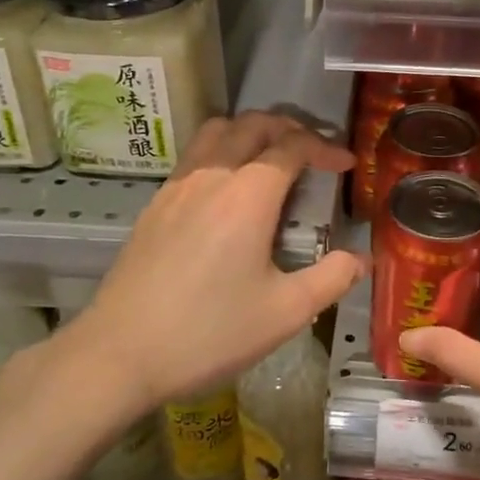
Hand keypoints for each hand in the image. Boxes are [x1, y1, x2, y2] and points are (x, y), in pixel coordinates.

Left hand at [71, 111, 365, 415]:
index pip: (292, 145)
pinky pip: (194, 156)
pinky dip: (222, 152)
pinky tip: (228, 193)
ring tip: (271, 161)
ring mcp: (176, 187)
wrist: (119, 354)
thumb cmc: (209, 333)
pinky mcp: (155, 204)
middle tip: (314, 154)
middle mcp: (211, 176)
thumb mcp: (285, 313)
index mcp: (247, 195)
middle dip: (290, 128)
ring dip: (251, 132)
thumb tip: (360, 260)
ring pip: (217, 131)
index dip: (326, 148)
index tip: (348, 165)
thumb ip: (331, 279)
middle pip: (253, 124)